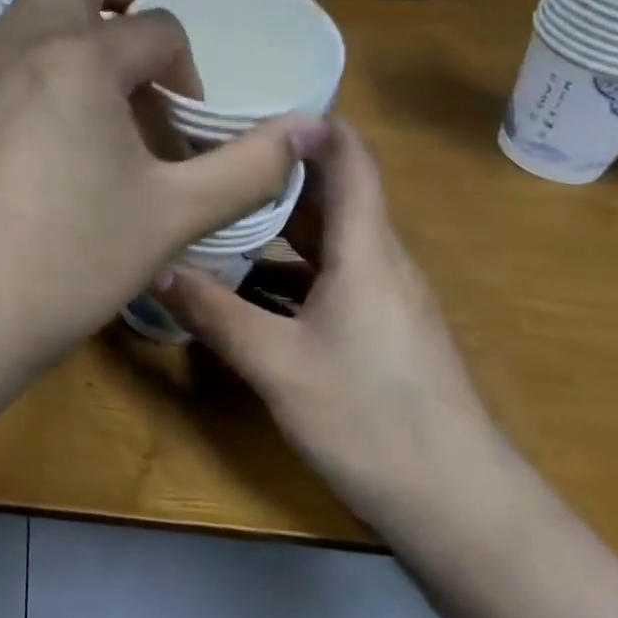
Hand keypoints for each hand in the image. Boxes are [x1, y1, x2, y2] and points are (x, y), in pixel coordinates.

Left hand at [0, 0, 309, 385]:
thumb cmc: (64, 262)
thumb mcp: (172, 216)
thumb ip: (247, 167)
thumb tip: (306, 128)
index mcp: (77, 54)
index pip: (156, 28)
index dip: (187, 70)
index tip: (186, 126)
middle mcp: (16, 39)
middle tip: (148, 48)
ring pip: (32, 9)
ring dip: (76, 27)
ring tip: (101, 92)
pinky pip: (0, 49)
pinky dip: (35, 56)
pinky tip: (45, 127)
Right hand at [151, 118, 505, 528]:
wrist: (463, 511)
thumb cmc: (373, 421)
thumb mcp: (278, 365)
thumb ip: (214, 313)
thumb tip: (154, 268)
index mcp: (365, 250)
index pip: (349, 158)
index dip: (309, 123)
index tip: (250, 106)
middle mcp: (379, 260)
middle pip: (330, 192)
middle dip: (274, 167)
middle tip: (211, 154)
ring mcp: (383, 296)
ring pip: (326, 236)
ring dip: (276, 218)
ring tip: (217, 207)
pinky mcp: (380, 328)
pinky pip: (328, 272)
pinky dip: (286, 262)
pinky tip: (243, 282)